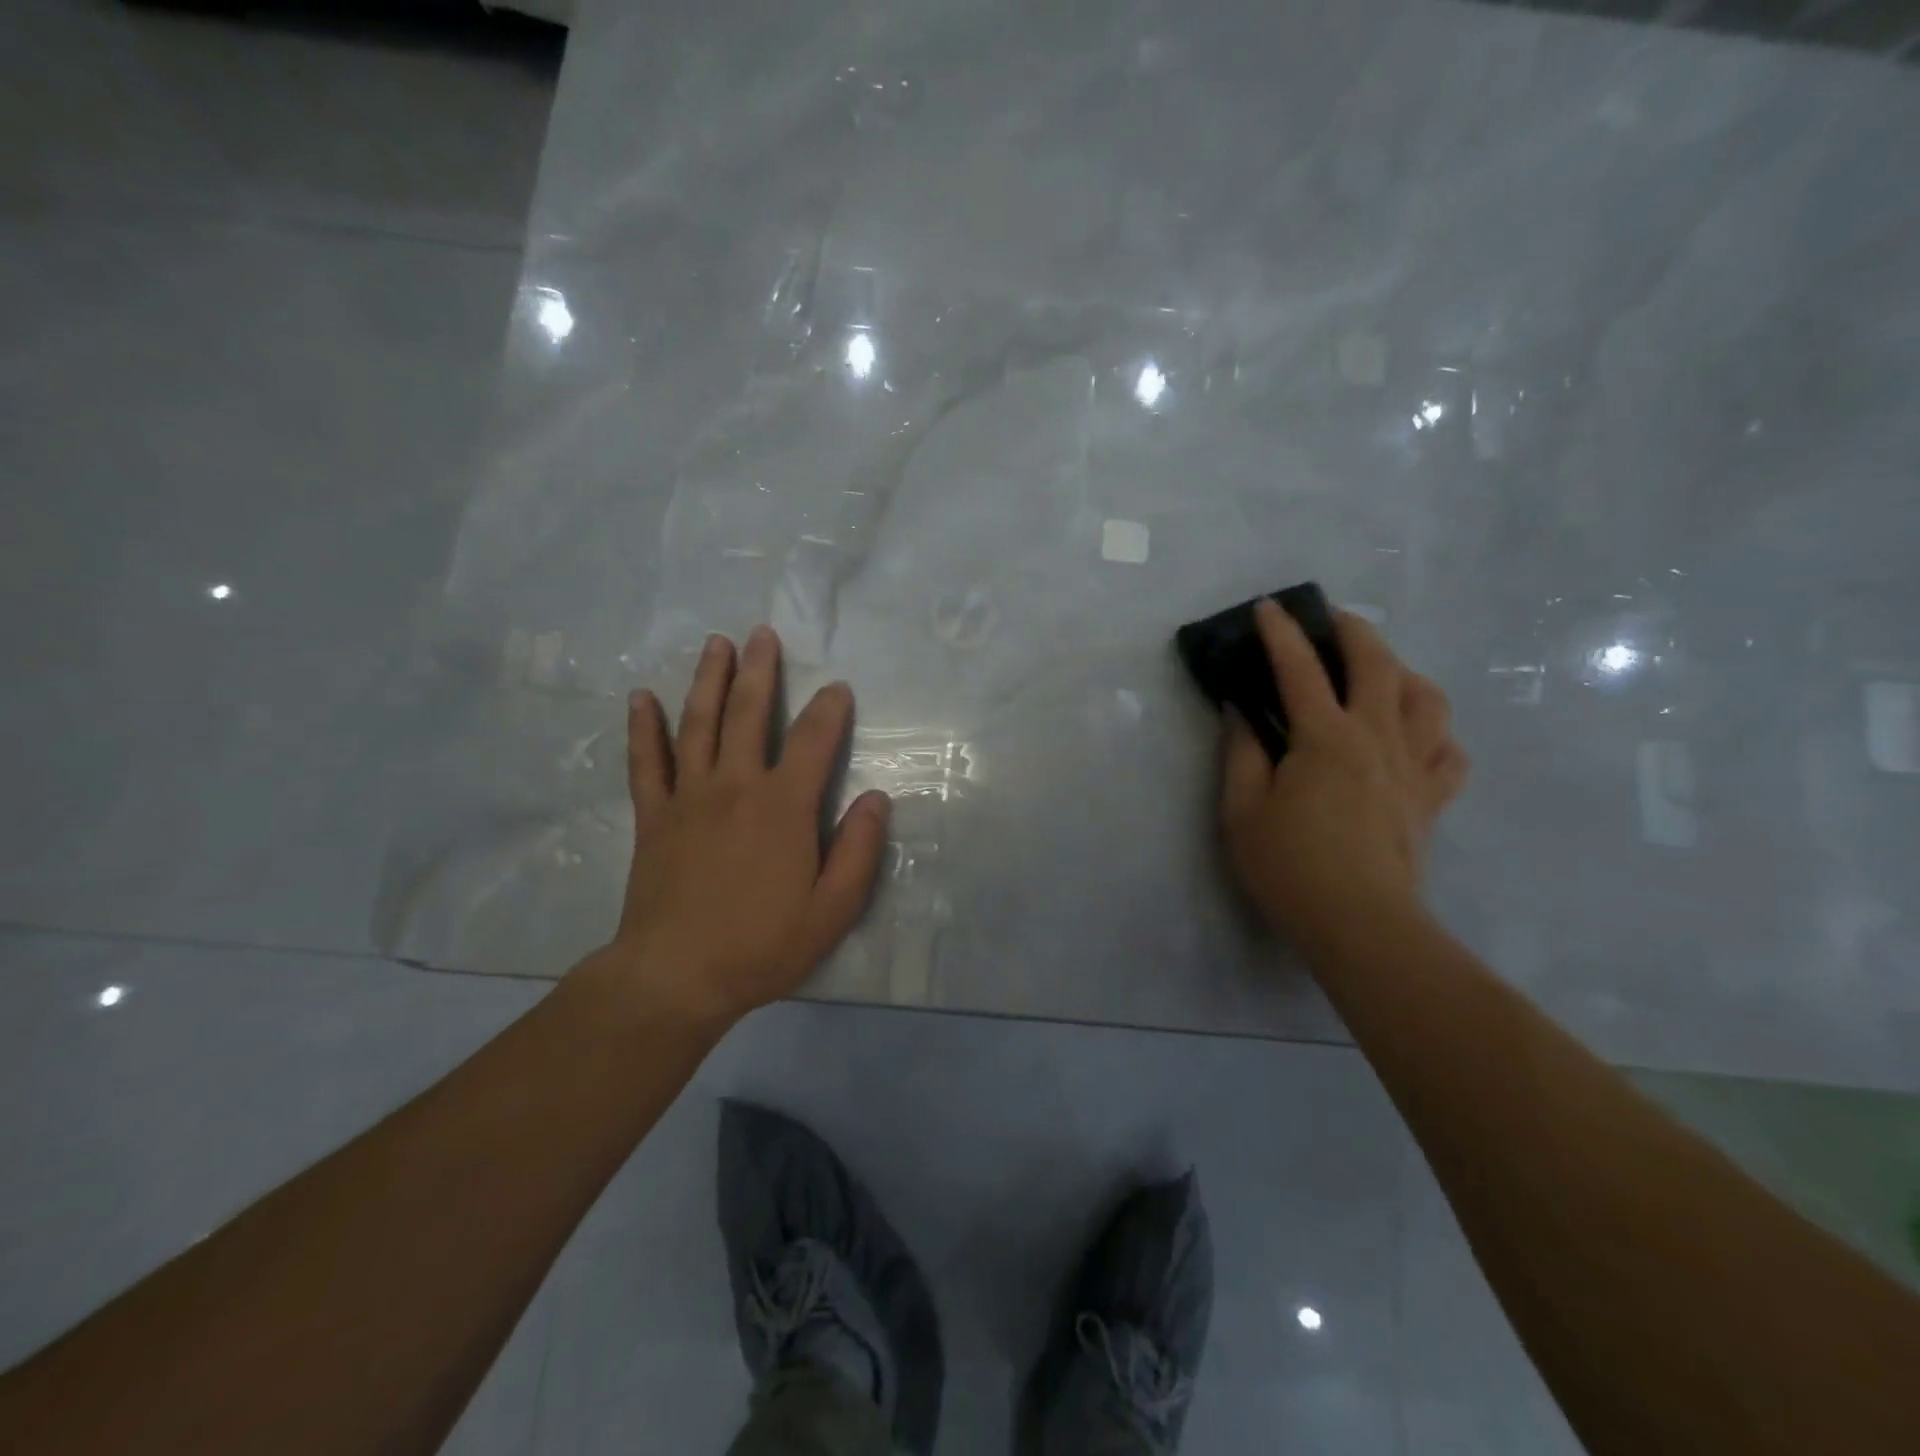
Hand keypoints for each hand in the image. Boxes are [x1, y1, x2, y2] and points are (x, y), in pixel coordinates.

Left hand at [597, 626, 891, 1027]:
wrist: (676, 976)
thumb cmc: (763, 945)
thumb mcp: (833, 909)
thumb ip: (859, 850)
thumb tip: (875, 798)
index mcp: (783, 806)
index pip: (814, 740)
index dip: (829, 709)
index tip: (838, 688)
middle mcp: (736, 785)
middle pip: (749, 713)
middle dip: (760, 670)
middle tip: (763, 633)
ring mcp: (688, 796)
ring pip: (698, 723)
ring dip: (709, 680)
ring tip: (717, 644)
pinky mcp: (653, 815)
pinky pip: (646, 761)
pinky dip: (643, 727)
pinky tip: (641, 697)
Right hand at [1219, 600, 1468, 956]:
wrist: (1361, 925)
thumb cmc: (1290, 867)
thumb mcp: (1242, 810)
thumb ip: (1240, 752)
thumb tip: (1239, 710)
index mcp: (1326, 738)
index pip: (1300, 670)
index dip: (1281, 634)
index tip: (1269, 607)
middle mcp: (1378, 739)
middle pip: (1379, 665)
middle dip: (1354, 631)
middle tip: (1331, 619)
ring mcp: (1414, 767)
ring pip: (1427, 699)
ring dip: (1403, 672)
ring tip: (1381, 672)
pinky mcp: (1432, 799)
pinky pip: (1450, 751)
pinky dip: (1435, 732)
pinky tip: (1415, 736)